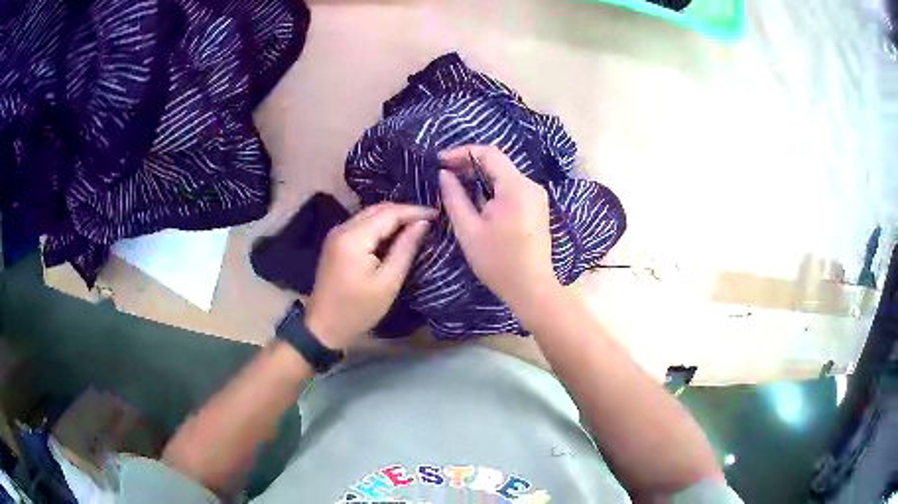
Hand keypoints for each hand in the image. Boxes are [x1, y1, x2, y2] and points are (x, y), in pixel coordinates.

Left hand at [305, 203, 435, 349]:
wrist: (324, 326)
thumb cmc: (358, 310)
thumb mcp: (388, 282)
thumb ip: (405, 249)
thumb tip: (422, 224)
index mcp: (354, 238)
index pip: (389, 213)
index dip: (415, 211)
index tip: (438, 215)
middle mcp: (343, 228)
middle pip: (378, 209)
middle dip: (405, 212)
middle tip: (430, 220)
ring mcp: (337, 234)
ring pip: (370, 215)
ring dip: (393, 218)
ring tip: (417, 226)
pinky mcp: (336, 242)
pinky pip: (362, 225)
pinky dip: (381, 226)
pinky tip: (396, 235)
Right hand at [439, 145, 562, 315]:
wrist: (531, 289)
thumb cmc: (498, 262)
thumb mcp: (469, 230)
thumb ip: (454, 198)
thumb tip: (444, 174)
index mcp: (516, 187)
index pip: (489, 153)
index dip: (462, 153)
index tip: (440, 162)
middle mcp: (530, 186)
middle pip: (497, 163)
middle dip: (469, 165)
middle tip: (444, 176)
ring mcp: (536, 196)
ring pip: (504, 175)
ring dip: (479, 177)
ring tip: (455, 186)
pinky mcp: (536, 207)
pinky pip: (511, 188)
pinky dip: (491, 189)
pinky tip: (476, 200)